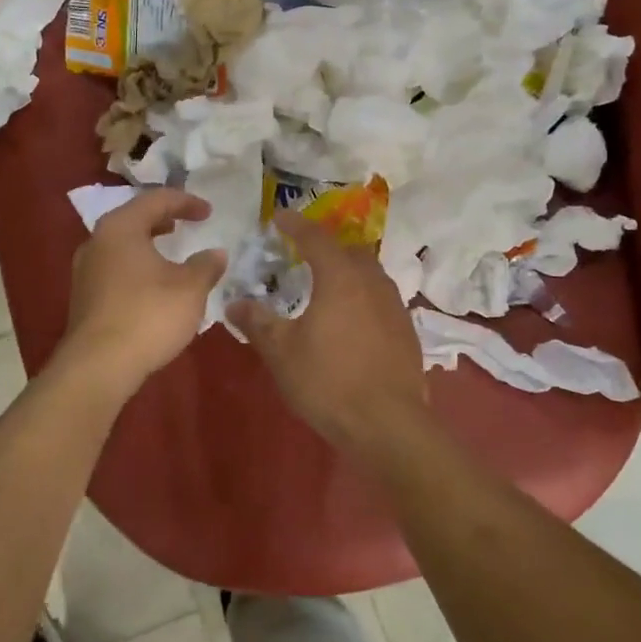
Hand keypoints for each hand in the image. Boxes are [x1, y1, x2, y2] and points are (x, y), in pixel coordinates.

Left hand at [60, 189, 227, 385]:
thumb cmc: (148, 315)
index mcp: (121, 228)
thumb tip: (215, 254)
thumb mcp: (190, 289)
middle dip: (163, 219)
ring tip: (171, 253)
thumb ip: (205, 266)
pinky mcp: (84, 297)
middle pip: (134, 219)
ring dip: (149, 244)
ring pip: (122, 245)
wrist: (99, 365)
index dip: (186, 202)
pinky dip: (137, 266)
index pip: (155, 200)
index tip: (209, 212)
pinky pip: (115, 268)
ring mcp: (85, 270)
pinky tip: (153, 285)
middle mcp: (97, 241)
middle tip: (186, 224)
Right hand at [227, 210, 429, 453]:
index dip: (295, 224)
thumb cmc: (329, 381)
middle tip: (303, 252)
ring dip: (347, 270)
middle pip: (348, 251)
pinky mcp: (406, 330)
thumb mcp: (281, 352)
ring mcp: (394, 306)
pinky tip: (350, 318)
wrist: (388, 424)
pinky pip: (380, 298)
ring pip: (369, 273)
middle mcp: (371, 282)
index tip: (280, 217)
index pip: (315, 238)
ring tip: (327, 284)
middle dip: (325, 246)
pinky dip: (362, 296)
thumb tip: (234, 302)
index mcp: (340, 277)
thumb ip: (257, 322)